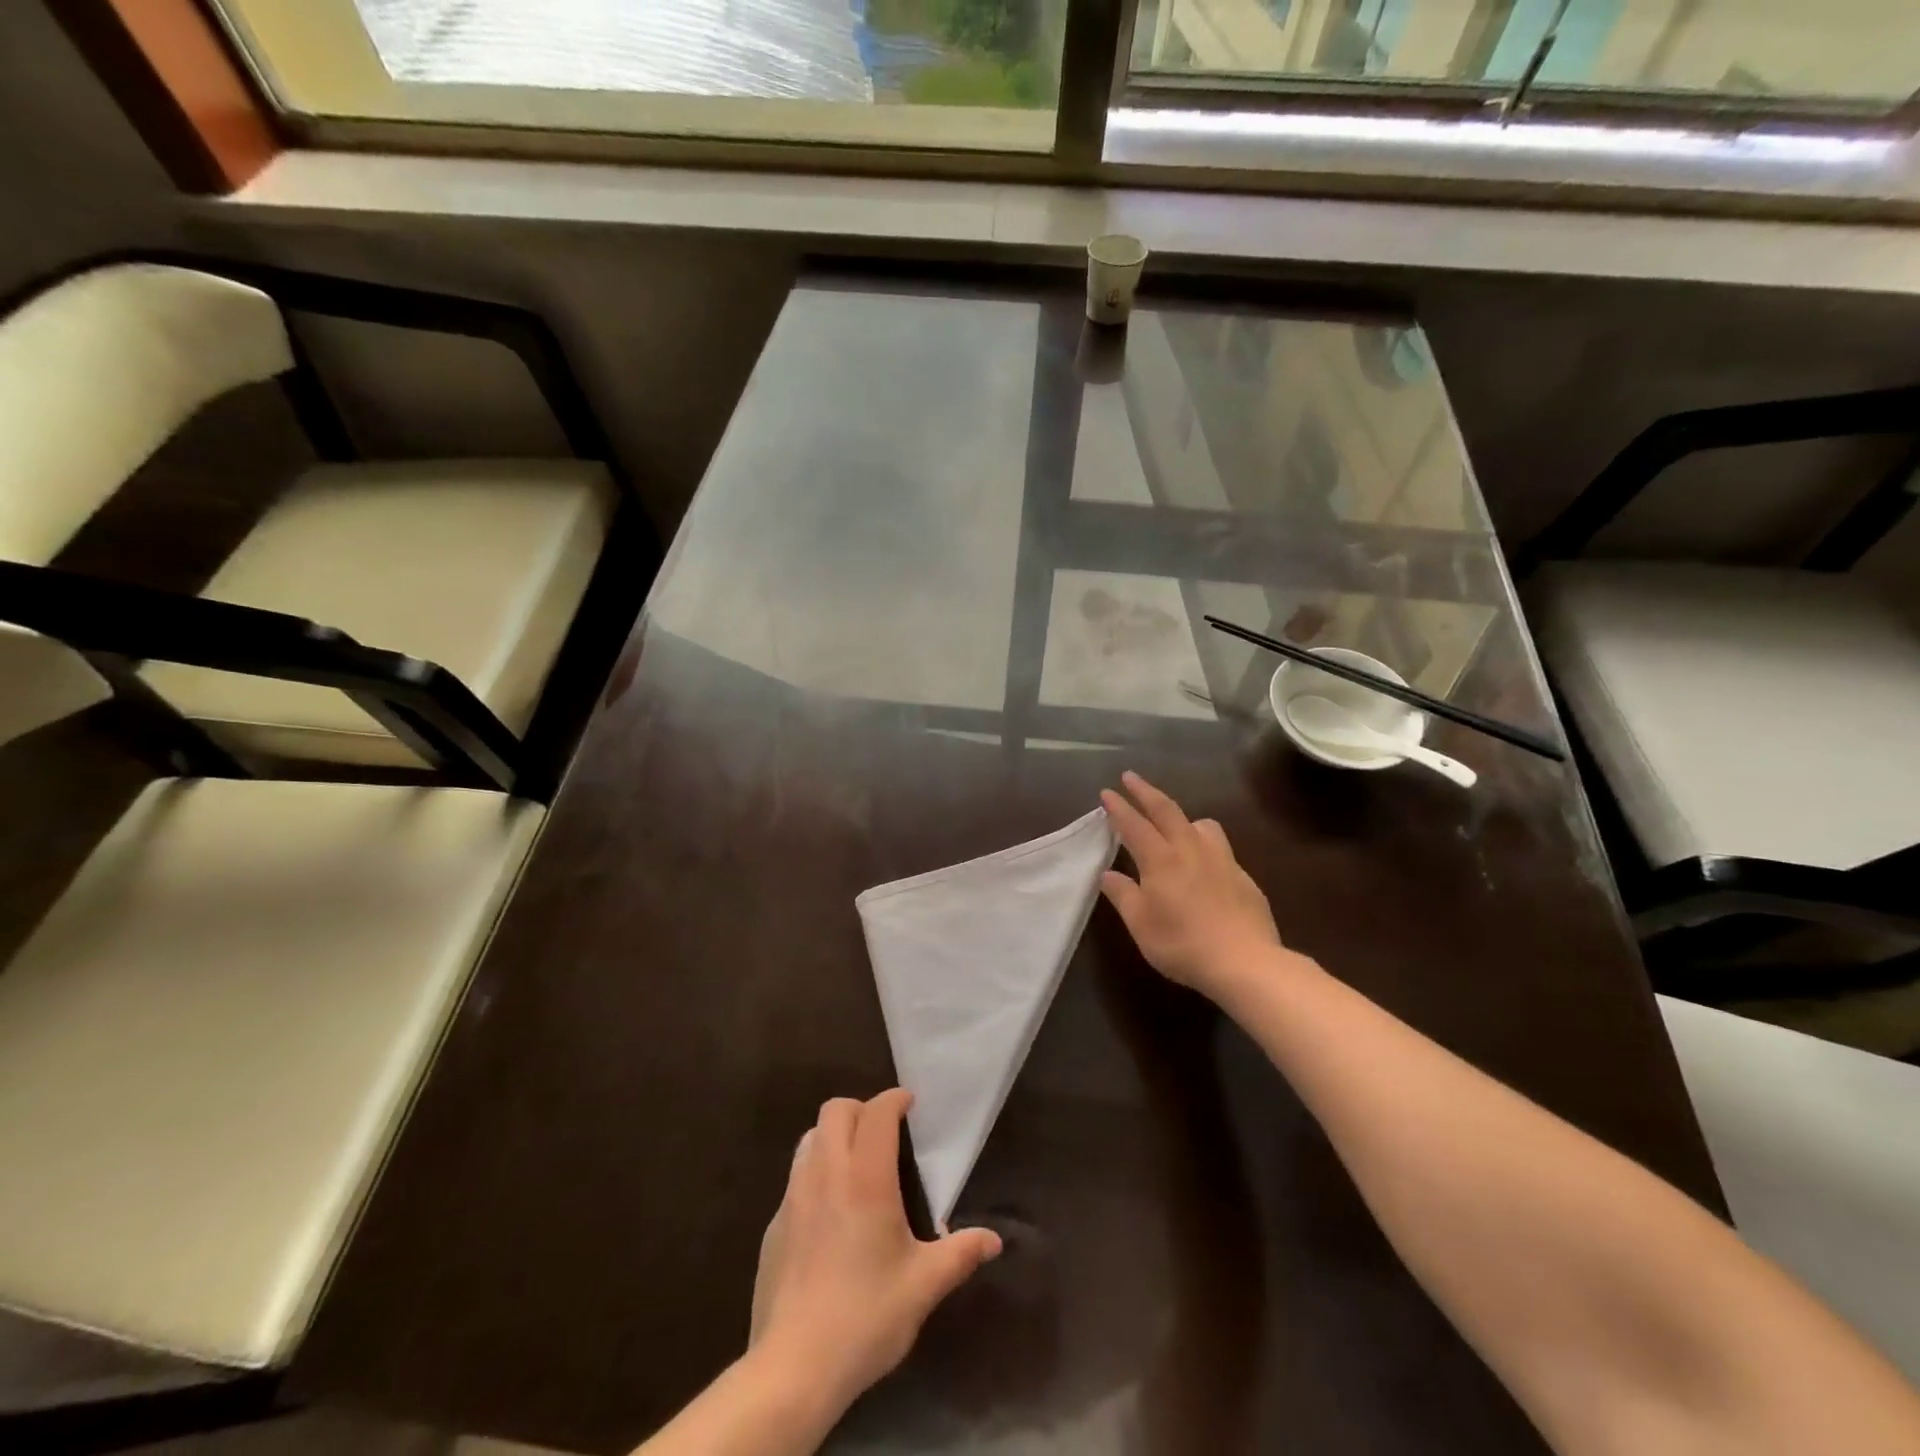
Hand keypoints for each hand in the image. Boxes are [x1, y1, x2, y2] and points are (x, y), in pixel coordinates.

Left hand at [748, 1089, 1001, 1414]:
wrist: (793, 1367)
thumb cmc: (866, 1316)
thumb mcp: (923, 1286)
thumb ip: (960, 1254)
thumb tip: (994, 1240)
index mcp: (866, 1177)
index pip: (877, 1112)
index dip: (894, 1100)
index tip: (909, 1105)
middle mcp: (827, 1173)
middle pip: (836, 1110)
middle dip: (861, 1109)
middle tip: (884, 1132)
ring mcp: (794, 1196)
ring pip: (811, 1137)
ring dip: (834, 1135)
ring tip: (856, 1164)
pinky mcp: (774, 1224)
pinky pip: (795, 1176)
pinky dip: (815, 1172)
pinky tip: (829, 1213)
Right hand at [1099, 771, 1288, 1000]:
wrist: (1246, 962)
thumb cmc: (1183, 945)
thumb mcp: (1141, 925)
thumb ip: (1123, 895)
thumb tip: (1108, 874)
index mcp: (1161, 860)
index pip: (1134, 825)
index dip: (1119, 808)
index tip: (1107, 792)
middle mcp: (1190, 850)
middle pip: (1167, 810)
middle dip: (1145, 792)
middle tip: (1131, 777)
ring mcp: (1221, 860)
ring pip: (1201, 824)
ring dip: (1182, 816)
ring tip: (1174, 824)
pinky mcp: (1242, 876)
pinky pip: (1219, 848)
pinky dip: (1204, 844)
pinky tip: (1203, 865)